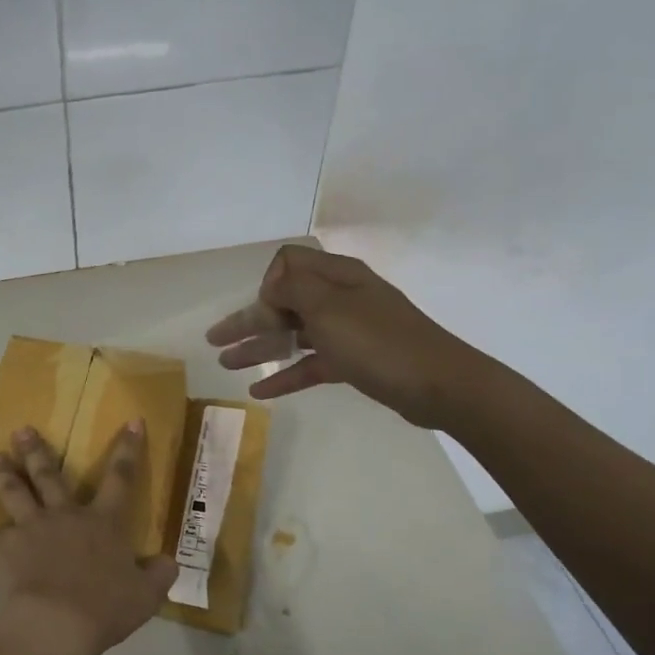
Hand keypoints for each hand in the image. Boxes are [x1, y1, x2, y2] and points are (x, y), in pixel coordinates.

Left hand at [0, 423, 177, 654]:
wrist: (58, 623)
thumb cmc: (104, 607)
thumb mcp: (145, 595)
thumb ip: (158, 575)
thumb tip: (170, 561)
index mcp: (102, 523)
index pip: (121, 478)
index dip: (127, 449)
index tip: (130, 420)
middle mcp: (64, 516)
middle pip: (50, 476)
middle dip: (37, 451)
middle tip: (22, 430)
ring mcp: (30, 530)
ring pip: (14, 494)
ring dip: (2, 475)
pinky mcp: (2, 551)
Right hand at [205, 244, 491, 429]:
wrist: (439, 385)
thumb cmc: (379, 341)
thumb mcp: (329, 307)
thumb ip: (292, 289)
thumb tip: (272, 286)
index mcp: (337, 275)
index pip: (288, 264)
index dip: (269, 285)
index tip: (266, 311)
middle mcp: (340, 297)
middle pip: (285, 303)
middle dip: (249, 320)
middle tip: (215, 340)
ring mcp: (348, 330)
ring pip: (294, 335)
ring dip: (261, 347)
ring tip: (226, 364)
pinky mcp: (355, 361)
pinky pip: (311, 363)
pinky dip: (286, 373)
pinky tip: (259, 390)